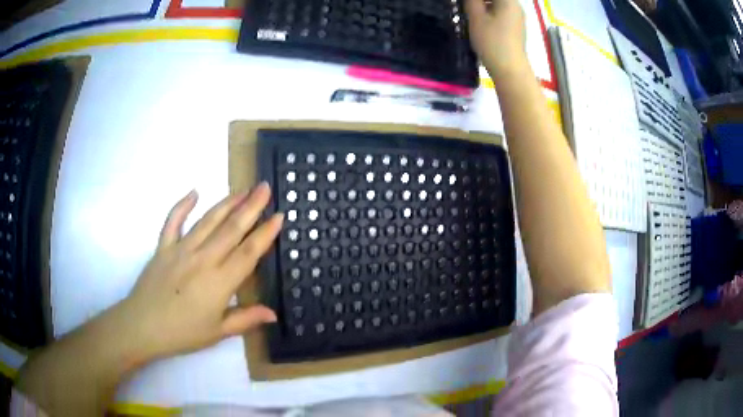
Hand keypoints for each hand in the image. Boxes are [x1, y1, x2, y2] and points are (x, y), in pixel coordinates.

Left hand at [115, 184, 282, 361]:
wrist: (143, 326)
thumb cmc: (183, 333)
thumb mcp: (218, 332)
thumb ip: (246, 319)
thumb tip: (273, 313)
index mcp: (219, 282)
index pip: (248, 252)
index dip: (265, 233)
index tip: (279, 216)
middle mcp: (202, 259)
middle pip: (231, 228)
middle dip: (251, 207)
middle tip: (265, 188)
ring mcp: (181, 249)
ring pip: (207, 220)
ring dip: (226, 203)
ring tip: (242, 190)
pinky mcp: (163, 247)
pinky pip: (173, 221)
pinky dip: (182, 205)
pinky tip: (194, 192)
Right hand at [465, 0, 526, 74]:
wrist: (510, 70)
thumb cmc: (492, 42)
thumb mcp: (476, 17)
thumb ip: (471, 0)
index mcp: (508, 0)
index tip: (466, 4)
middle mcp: (515, 6)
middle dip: (478, 1)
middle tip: (465, 7)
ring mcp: (517, 17)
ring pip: (497, 4)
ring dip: (482, 5)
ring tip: (469, 12)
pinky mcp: (515, 27)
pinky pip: (500, 12)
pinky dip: (489, 12)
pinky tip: (480, 20)